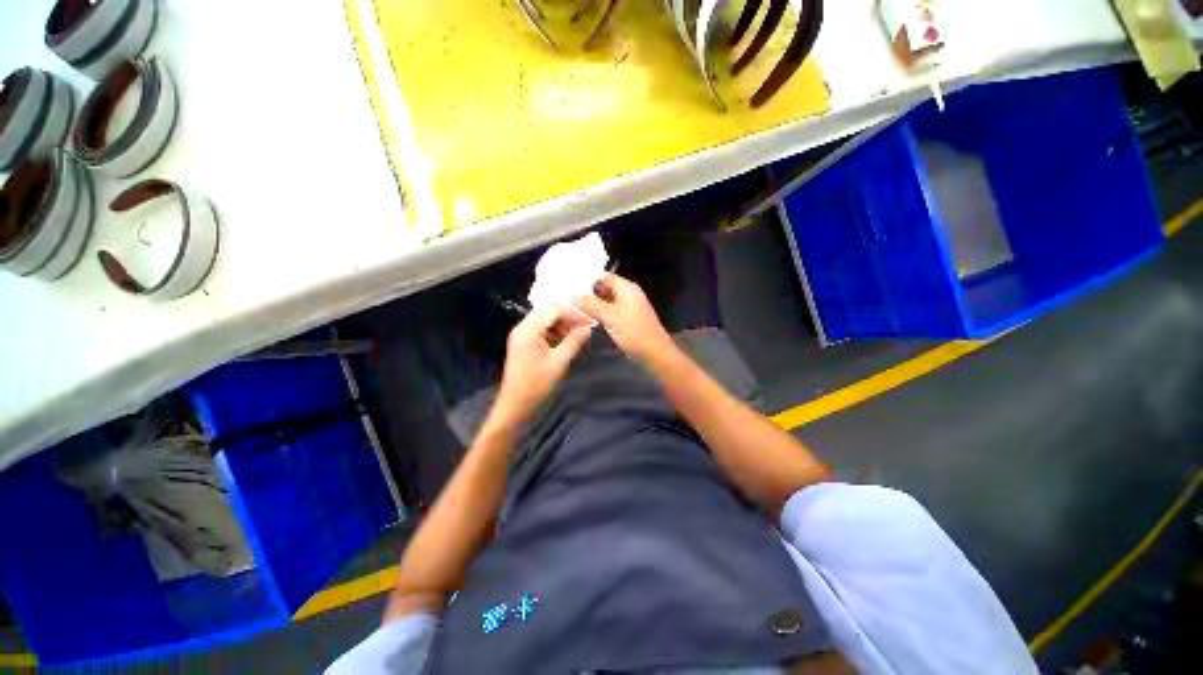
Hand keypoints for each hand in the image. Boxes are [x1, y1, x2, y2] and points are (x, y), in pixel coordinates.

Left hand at [494, 305, 592, 423]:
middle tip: (584, 328)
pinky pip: (541, 329)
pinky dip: (555, 332)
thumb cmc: (537, 384)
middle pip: (548, 311)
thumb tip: (588, 328)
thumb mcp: (559, 362)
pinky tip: (566, 341)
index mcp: (529, 330)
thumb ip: (574, 341)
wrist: (516, 404)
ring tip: (577, 336)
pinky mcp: (523, 342)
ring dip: (562, 324)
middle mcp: (522, 327)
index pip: (553, 310)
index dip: (573, 314)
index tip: (589, 323)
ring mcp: (521, 334)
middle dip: (568, 317)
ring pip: (545, 319)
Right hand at [575, 273, 674, 363]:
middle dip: (588, 293)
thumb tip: (573, 296)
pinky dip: (599, 314)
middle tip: (568, 297)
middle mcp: (628, 294)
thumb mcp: (610, 316)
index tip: (570, 284)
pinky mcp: (626, 320)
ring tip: (573, 307)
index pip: (604, 276)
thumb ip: (591, 304)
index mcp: (627, 288)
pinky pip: (610, 312)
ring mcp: (628, 308)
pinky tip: (586, 318)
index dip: (588, 279)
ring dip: (592, 304)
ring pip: (606, 301)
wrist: (655, 353)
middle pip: (604, 288)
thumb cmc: (634, 332)